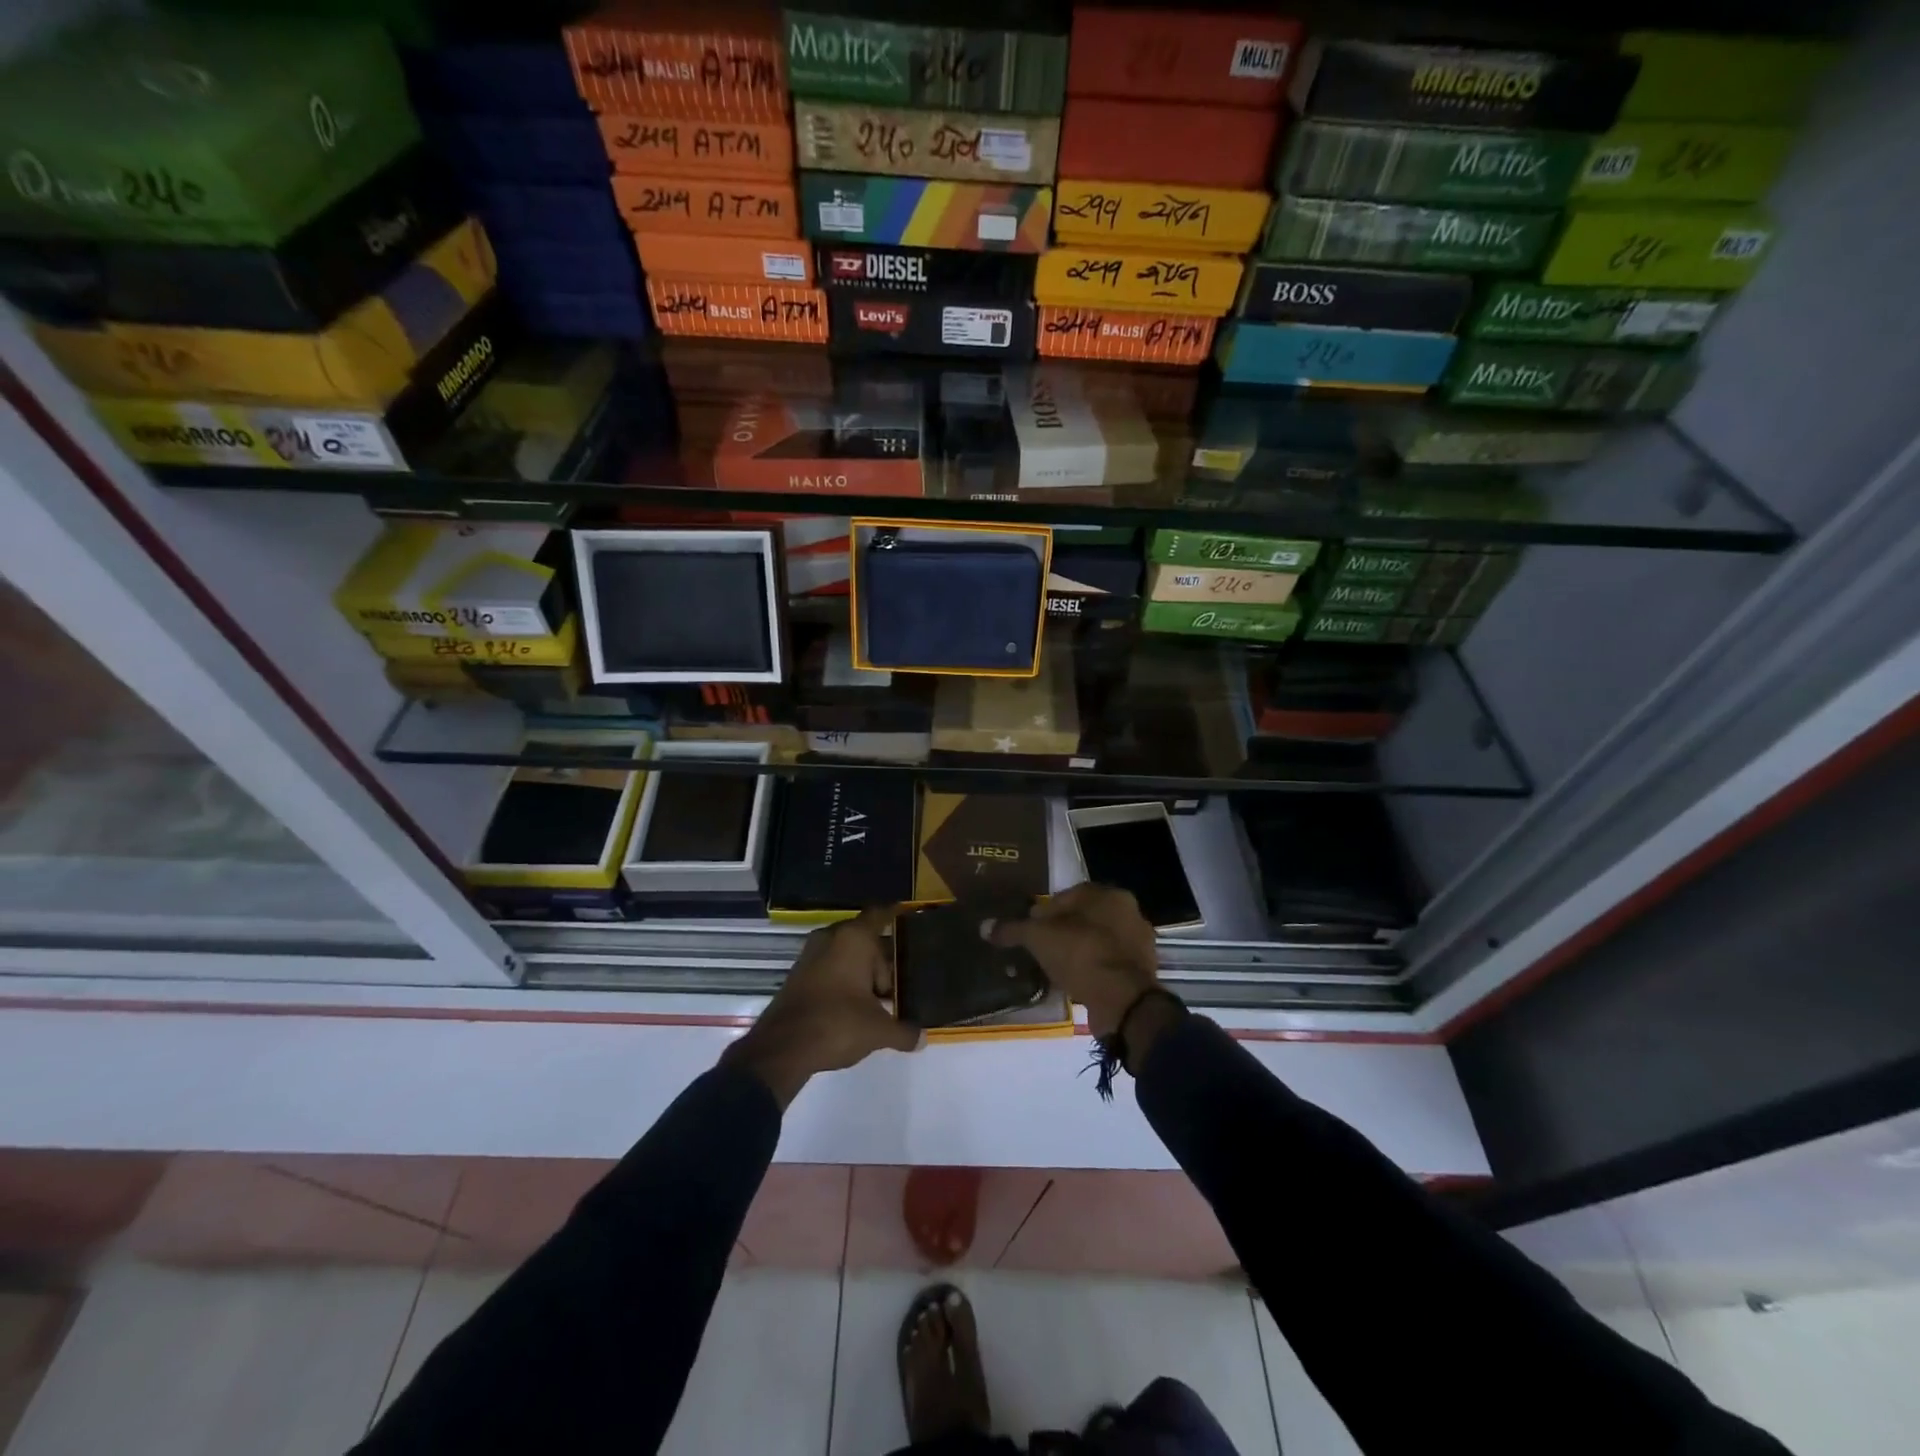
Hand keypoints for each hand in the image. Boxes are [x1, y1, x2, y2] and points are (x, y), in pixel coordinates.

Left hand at [721, 907, 921, 1107]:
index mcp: (854, 938)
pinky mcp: (798, 974)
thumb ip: (904, 1032)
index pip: (880, 914)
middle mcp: (831, 937)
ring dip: (862, 973)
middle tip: (899, 985)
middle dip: (882, 961)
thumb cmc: (837, 1024)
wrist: (782, 1048)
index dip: (896, 915)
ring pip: (846, 955)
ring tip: (880, 1000)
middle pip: (866, 940)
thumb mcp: (878, 1031)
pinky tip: (855, 1007)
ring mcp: (811, 954)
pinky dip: (844, 980)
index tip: (910, 917)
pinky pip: (830, 968)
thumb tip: (923, 1038)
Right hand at [989, 884, 1159, 1038]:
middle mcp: (1129, 911)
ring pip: (1098, 940)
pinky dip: (1092, 968)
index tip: (1029, 929)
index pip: (1068, 895)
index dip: (1044, 912)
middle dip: (1062, 930)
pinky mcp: (1142, 970)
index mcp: (1108, 894)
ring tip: (1055, 967)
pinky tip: (1075, 981)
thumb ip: (1013, 929)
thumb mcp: (1038, 938)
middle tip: (1041, 948)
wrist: (1122, 1000)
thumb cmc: (1081, 954)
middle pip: (1084, 917)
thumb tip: (985, 926)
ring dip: (1078, 950)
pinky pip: (1109, 962)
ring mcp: (1139, 942)